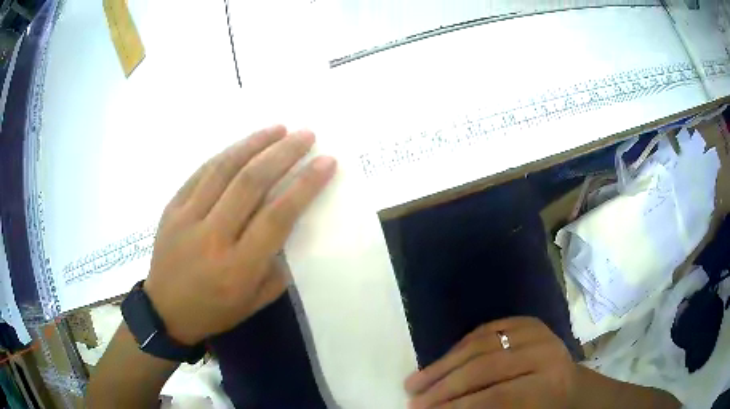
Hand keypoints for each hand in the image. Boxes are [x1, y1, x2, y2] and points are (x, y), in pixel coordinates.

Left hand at [143, 125, 335, 345]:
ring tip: (278, 129)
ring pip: (223, 169)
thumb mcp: (256, 301)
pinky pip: (201, 173)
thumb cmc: (216, 310)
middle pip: (250, 183)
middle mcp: (212, 238)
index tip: (326, 162)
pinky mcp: (172, 208)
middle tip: (306, 135)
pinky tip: (243, 144)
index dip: (305, 185)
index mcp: (238, 268)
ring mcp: (187, 218)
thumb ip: (279, 265)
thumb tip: (293, 224)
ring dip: (254, 144)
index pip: (277, 217)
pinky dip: (225, 154)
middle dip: (283, 153)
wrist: (166, 311)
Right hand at [405, 317, 575, 408]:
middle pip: (484, 367)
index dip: (457, 407)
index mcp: (549, 383)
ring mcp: (535, 331)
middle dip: (443, 387)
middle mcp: (544, 351)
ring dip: (441, 366)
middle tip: (413, 401)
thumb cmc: (544, 408)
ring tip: (414, 383)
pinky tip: (439, 363)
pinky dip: (457, 348)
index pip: (496, 396)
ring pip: (478, 345)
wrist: (569, 383)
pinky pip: (483, 331)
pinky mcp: (525, 321)